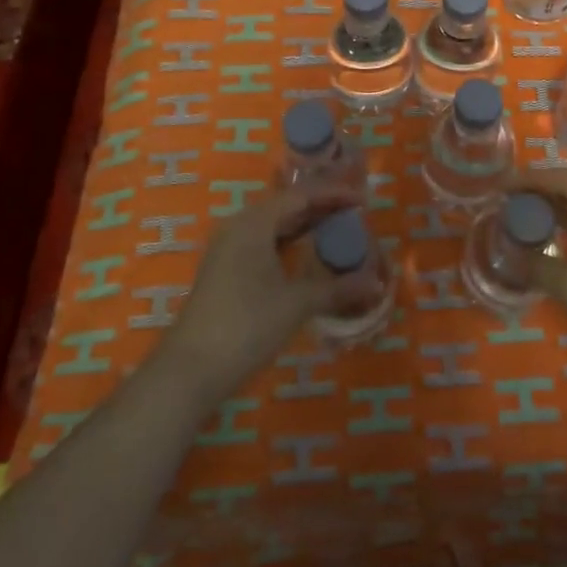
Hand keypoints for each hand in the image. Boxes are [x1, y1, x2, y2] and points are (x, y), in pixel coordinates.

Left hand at [158, 181, 366, 399]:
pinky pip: (263, 243)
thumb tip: (376, 284)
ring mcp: (228, 249)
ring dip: (304, 227)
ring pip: (274, 226)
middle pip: (287, 207)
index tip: (364, 200)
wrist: (190, 371)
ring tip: (337, 231)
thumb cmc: (246, 325)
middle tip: (355, 214)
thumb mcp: (297, 304)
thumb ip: (338, 288)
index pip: (302, 196)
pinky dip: (288, 244)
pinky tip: (306, 257)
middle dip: (321, 209)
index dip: (334, 195)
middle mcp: (239, 226)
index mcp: (255, 222)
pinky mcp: (224, 271)